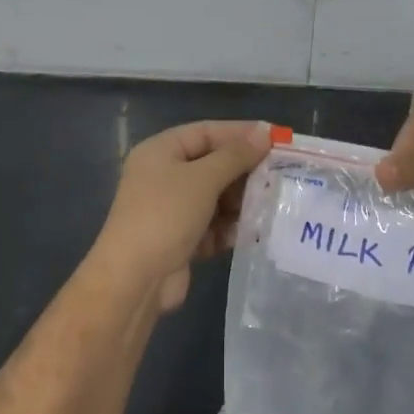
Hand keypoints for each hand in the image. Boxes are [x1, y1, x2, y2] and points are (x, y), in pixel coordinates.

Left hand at [91, 120, 272, 309]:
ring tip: (271, 204)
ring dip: (241, 201)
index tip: (276, 139)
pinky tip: (253, 232)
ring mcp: (171, 209)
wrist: (134, 280)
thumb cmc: (166, 216)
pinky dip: (230, 227)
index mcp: (160, 151)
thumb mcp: (203, 179)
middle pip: (212, 164)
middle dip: (244, 171)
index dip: (241, 133)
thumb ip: (236, 155)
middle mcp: (163, 176)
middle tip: (279, 175)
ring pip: (215, 197)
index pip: (206, 132)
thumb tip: (264, 132)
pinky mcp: (180, 239)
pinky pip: (212, 225)